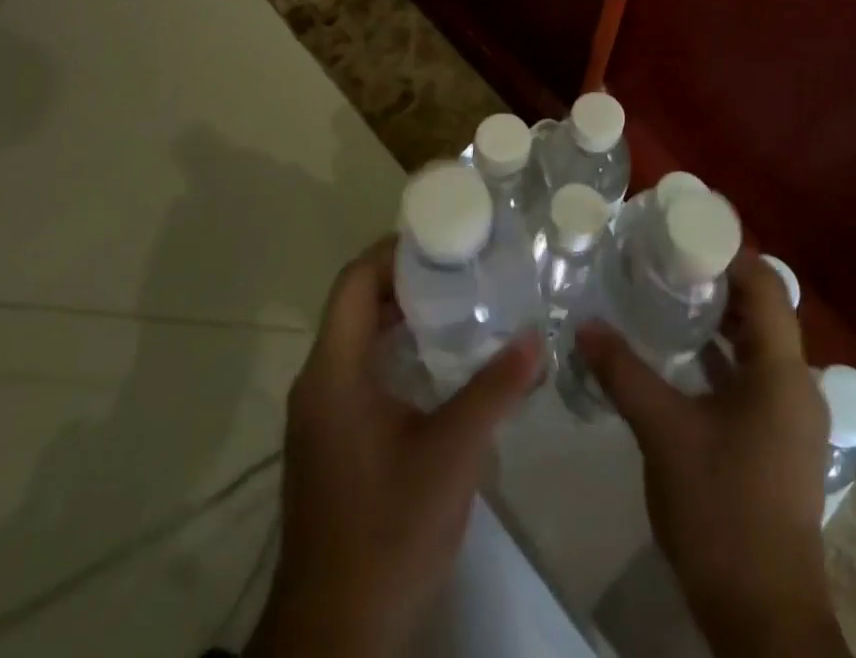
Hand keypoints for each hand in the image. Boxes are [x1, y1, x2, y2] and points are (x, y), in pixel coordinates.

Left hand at [247, 237, 540, 657]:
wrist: (336, 634)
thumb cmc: (388, 533)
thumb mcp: (451, 457)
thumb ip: (494, 391)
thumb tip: (537, 338)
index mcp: (333, 373)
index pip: (354, 281)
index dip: (394, 251)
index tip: (444, 238)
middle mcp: (318, 382)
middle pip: (356, 303)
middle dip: (407, 278)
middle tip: (464, 267)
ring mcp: (321, 413)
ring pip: (359, 338)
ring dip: (404, 315)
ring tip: (461, 303)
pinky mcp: (331, 439)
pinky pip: (361, 369)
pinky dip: (397, 350)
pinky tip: (442, 363)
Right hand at [577, 251, 849, 657]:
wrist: (763, 616)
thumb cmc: (721, 508)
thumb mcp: (664, 432)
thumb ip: (624, 373)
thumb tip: (585, 326)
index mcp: (780, 370)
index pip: (764, 283)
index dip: (729, 251)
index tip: (684, 232)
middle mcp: (796, 384)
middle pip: (762, 310)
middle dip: (718, 281)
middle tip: (667, 259)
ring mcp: (791, 417)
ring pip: (757, 346)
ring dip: (719, 321)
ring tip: (669, 296)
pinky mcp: (779, 442)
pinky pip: (753, 378)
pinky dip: (722, 358)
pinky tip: (683, 357)